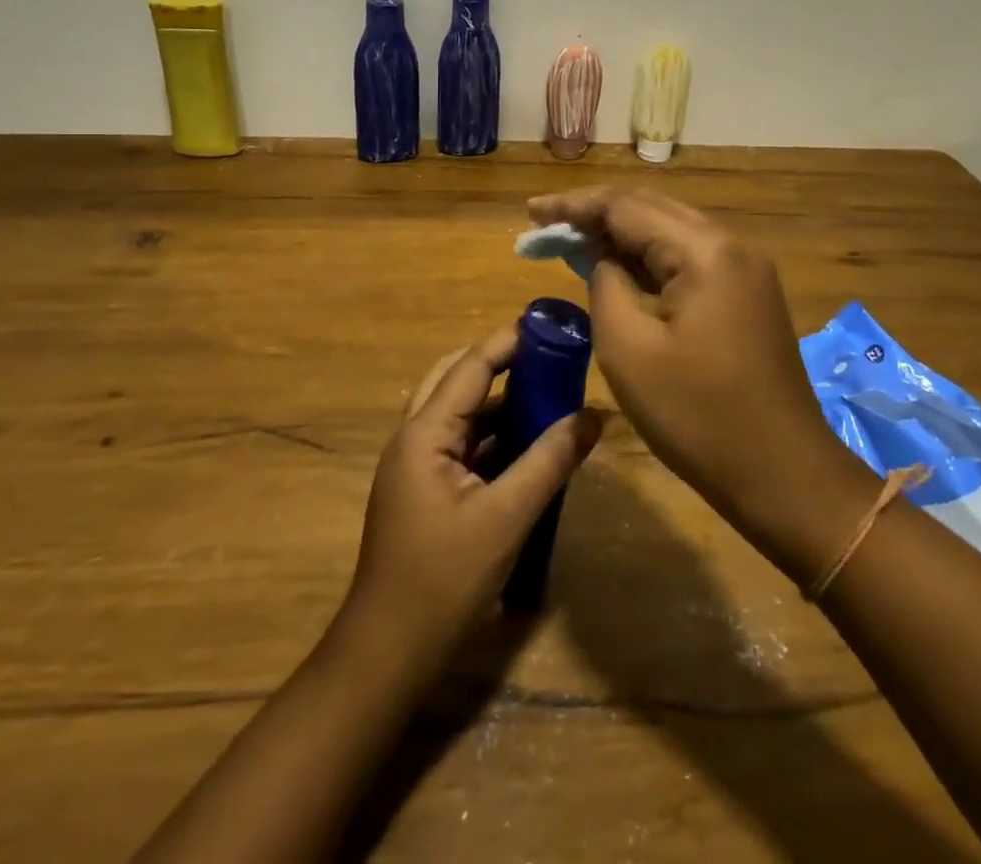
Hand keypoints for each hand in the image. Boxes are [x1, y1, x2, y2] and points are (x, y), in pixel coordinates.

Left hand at [344, 327, 604, 671]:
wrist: (387, 653)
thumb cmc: (443, 580)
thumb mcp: (506, 518)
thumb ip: (549, 462)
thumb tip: (593, 416)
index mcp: (424, 433)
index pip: (471, 366)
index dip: (509, 342)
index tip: (550, 326)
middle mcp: (414, 437)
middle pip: (458, 380)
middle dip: (503, 365)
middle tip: (550, 360)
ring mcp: (416, 465)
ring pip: (461, 413)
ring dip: (500, 402)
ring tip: (550, 396)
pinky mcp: (425, 490)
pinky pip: (462, 444)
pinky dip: (494, 436)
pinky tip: (530, 446)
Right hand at [524, 188, 848, 557]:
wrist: (783, 473)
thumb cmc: (698, 415)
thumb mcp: (629, 348)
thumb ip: (606, 284)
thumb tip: (606, 260)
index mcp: (705, 251)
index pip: (627, 207)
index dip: (575, 206)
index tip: (532, 213)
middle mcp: (731, 246)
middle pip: (652, 210)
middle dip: (597, 214)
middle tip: (547, 224)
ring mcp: (746, 270)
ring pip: (672, 233)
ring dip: (623, 235)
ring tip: (574, 242)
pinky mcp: (747, 296)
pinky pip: (689, 260)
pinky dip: (650, 259)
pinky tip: (620, 268)